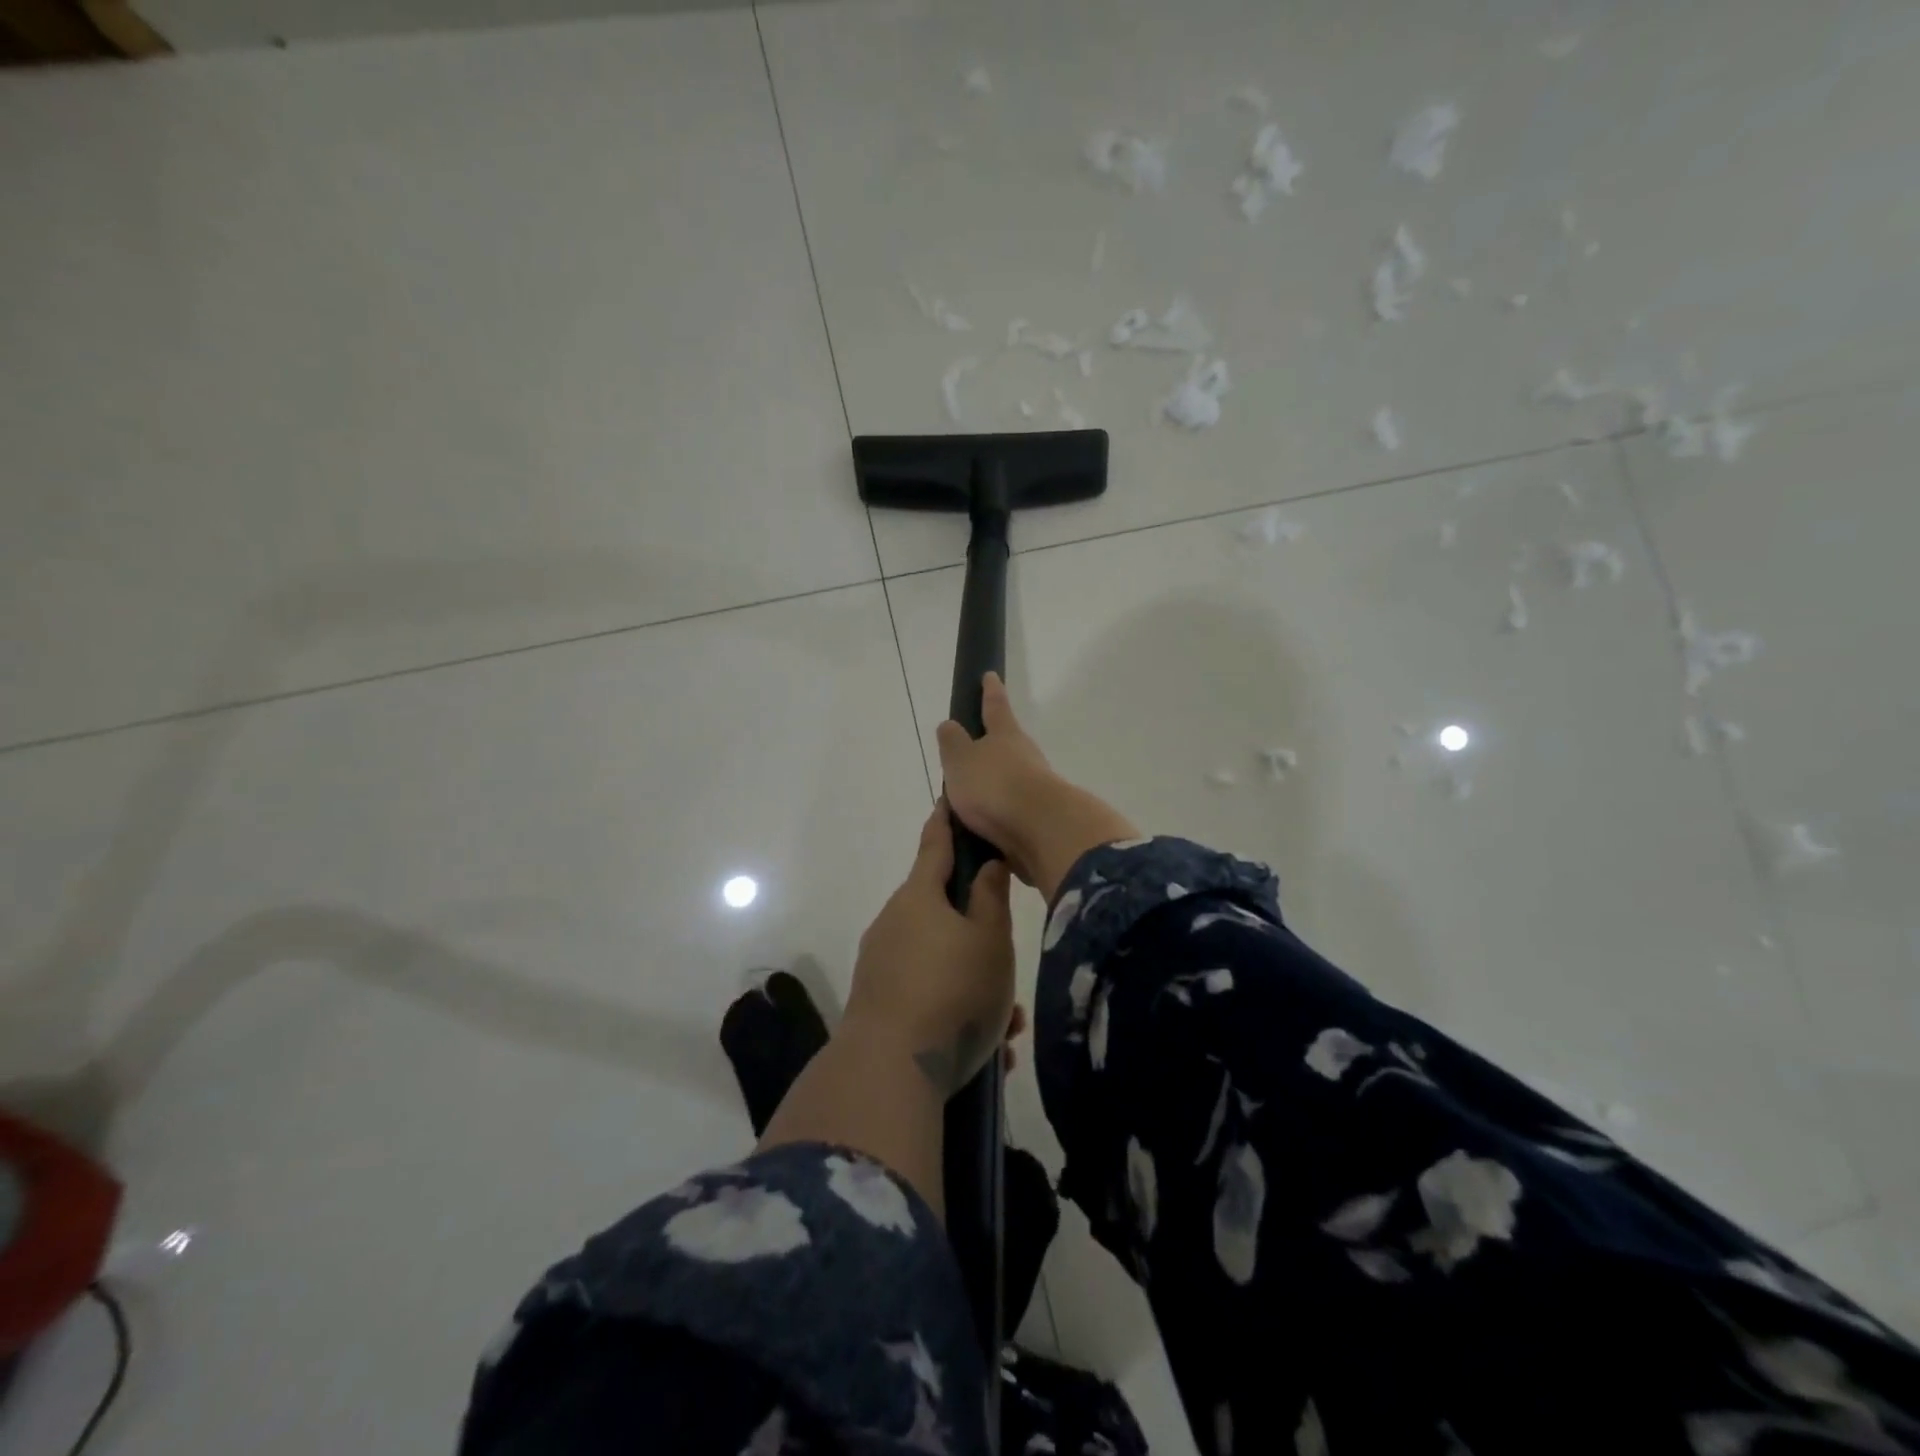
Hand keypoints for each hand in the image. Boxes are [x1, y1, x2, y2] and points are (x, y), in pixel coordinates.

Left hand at [846, 800, 1016, 1095]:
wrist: (889, 1071)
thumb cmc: (952, 991)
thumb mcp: (989, 941)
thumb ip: (990, 897)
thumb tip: (986, 863)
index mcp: (920, 897)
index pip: (936, 844)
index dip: (947, 821)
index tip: (951, 799)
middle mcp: (894, 923)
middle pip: (944, 915)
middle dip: (980, 937)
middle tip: (1010, 967)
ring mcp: (881, 965)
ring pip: (941, 963)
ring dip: (976, 986)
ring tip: (1007, 1026)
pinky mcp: (878, 1004)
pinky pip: (927, 997)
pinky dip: (956, 1013)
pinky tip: (986, 1052)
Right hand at [935, 673, 1139, 901]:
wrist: (1042, 829)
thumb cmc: (995, 785)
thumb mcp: (961, 760)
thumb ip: (953, 742)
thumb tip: (950, 724)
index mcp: (1005, 735)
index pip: (995, 707)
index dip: (990, 691)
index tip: (990, 675)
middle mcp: (1026, 755)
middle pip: (1008, 744)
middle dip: (992, 746)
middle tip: (972, 752)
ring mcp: (1037, 785)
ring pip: (1012, 777)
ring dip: (995, 783)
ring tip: (971, 798)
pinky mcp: (1041, 815)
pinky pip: (1013, 808)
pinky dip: (999, 812)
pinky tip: (985, 824)